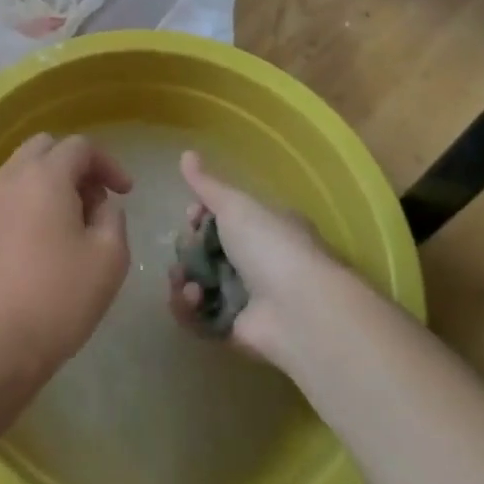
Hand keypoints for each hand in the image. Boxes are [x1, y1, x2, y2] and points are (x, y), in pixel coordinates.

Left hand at [0, 134, 131, 385]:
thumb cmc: (59, 298)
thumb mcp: (109, 257)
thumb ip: (112, 217)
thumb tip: (99, 205)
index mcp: (46, 176)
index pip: (80, 146)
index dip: (108, 163)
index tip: (126, 193)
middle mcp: (10, 177)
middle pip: (45, 148)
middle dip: (75, 165)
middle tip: (95, 201)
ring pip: (19, 169)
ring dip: (46, 181)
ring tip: (66, 220)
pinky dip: (18, 201)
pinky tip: (28, 231)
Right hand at [169, 150, 342, 364]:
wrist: (299, 310)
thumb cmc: (270, 246)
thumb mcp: (236, 206)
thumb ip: (207, 185)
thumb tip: (185, 153)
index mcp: (264, 227)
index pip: (223, 218)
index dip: (201, 217)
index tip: (192, 215)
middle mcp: (257, 261)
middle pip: (206, 252)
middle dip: (188, 249)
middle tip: (186, 249)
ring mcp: (246, 298)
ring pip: (199, 283)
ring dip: (184, 278)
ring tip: (185, 280)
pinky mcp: (234, 330)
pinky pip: (199, 317)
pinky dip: (188, 307)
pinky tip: (191, 298)